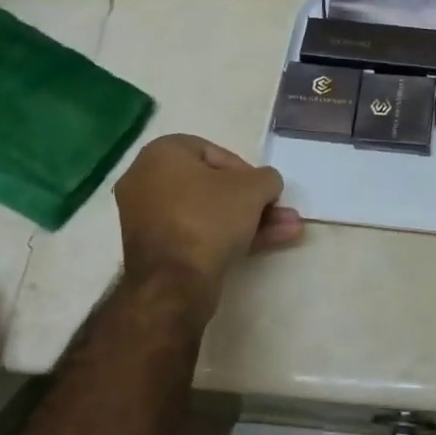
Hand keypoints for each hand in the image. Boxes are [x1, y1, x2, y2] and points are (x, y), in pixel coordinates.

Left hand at [113, 134, 303, 307]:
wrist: (173, 282)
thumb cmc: (209, 218)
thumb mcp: (254, 188)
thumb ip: (267, 178)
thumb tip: (266, 185)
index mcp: (161, 154)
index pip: (214, 152)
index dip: (247, 171)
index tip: (264, 190)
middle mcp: (147, 180)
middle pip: (213, 187)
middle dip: (253, 202)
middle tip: (281, 213)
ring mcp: (148, 219)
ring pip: (208, 214)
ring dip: (249, 221)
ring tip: (288, 231)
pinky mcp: (155, 250)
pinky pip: (196, 234)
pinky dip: (227, 237)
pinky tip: (264, 245)